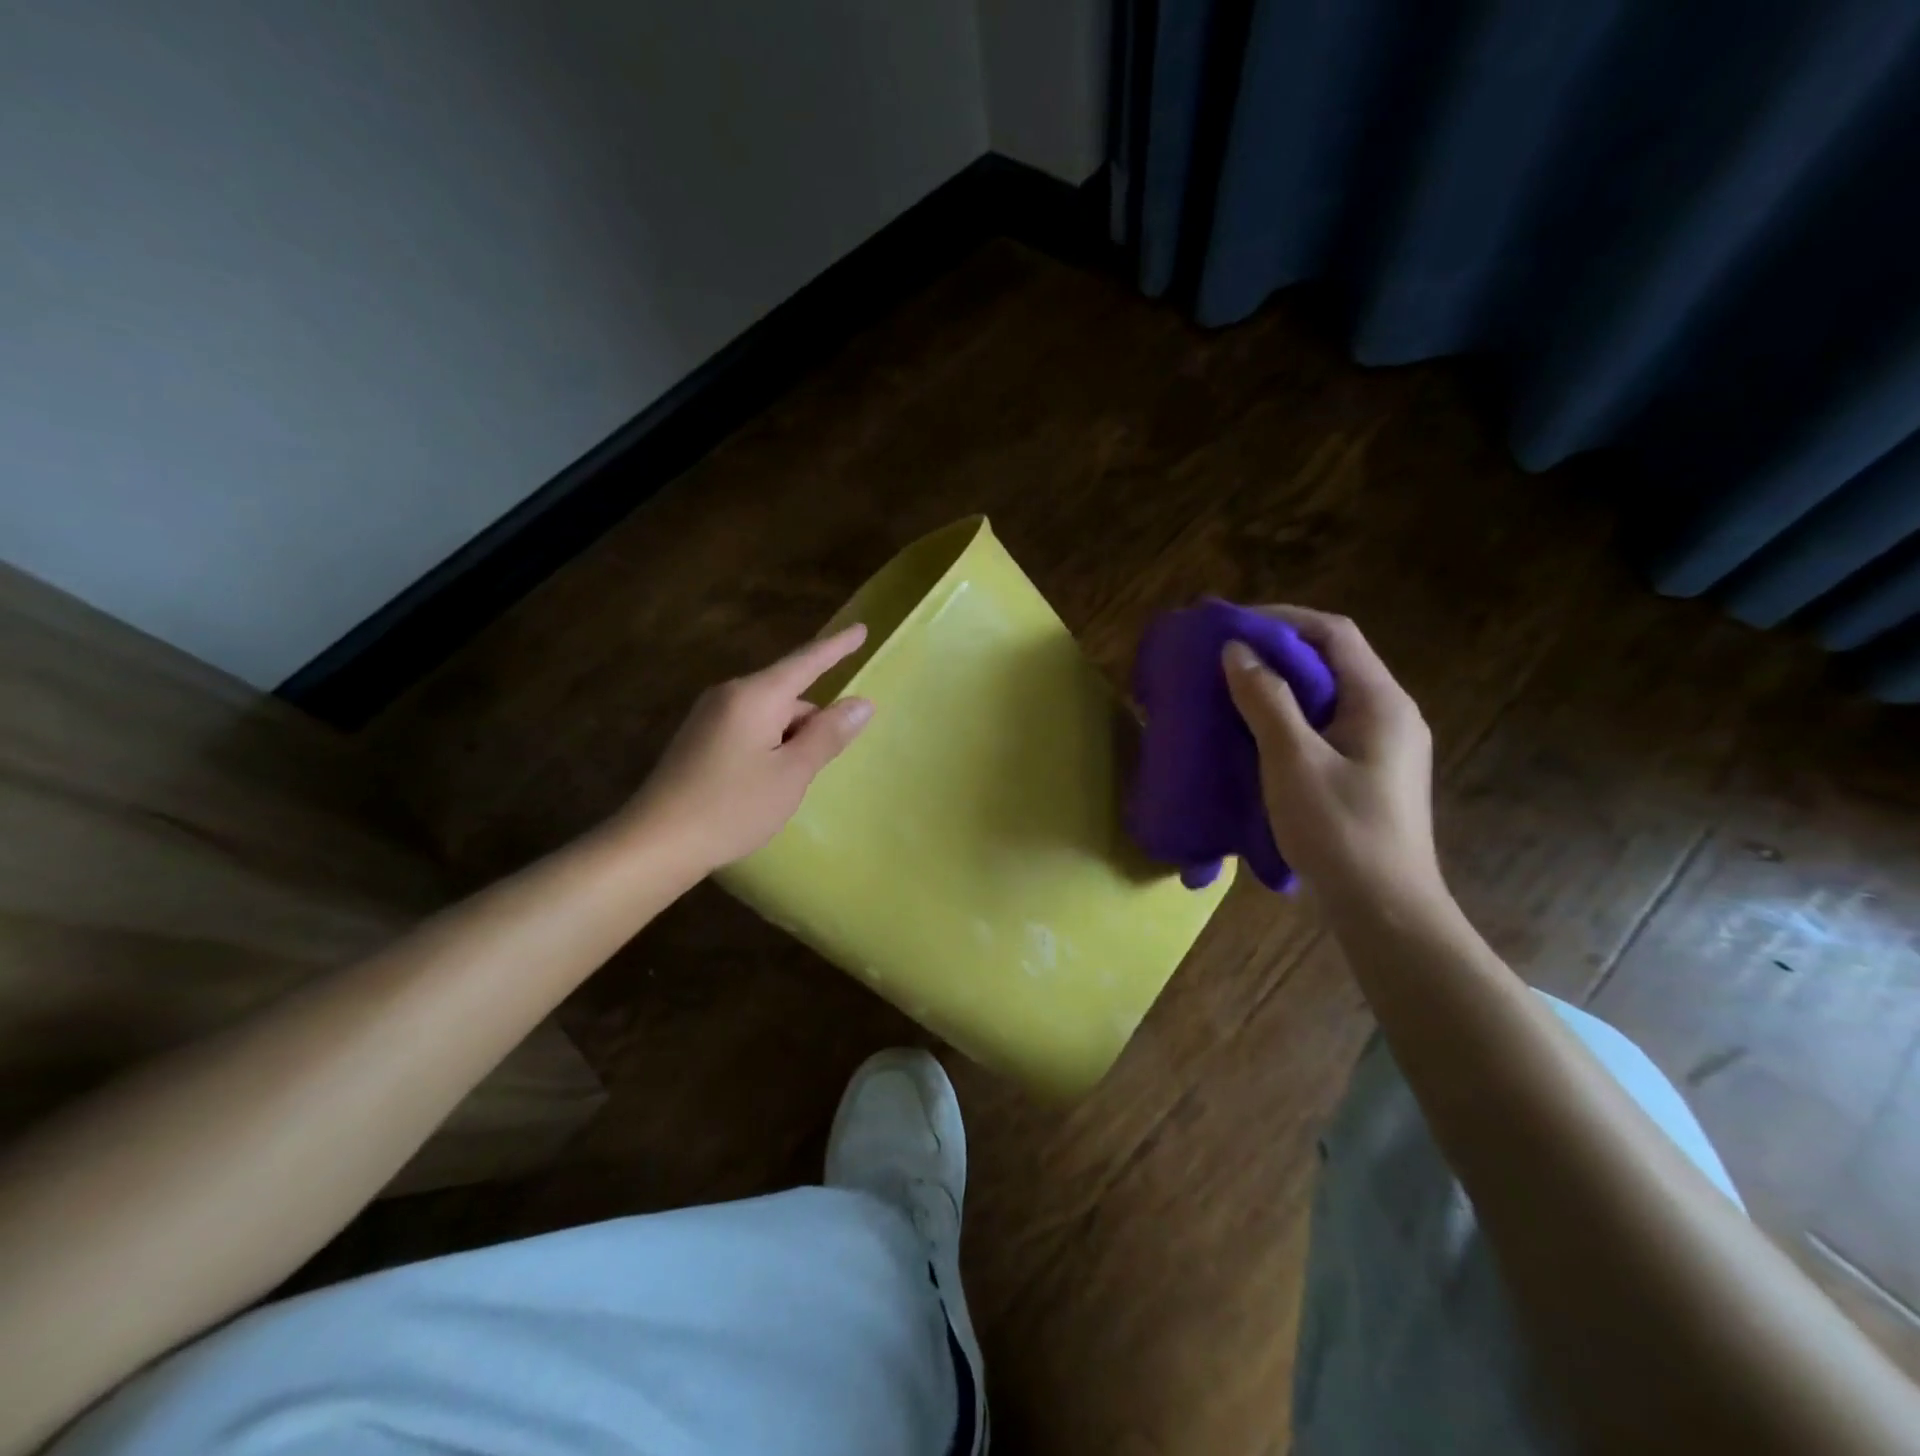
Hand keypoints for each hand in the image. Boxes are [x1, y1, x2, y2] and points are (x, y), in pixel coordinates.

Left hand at [620, 625, 874, 875]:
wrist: (656, 842)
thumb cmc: (733, 807)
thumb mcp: (792, 774)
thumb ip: (828, 735)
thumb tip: (862, 703)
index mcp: (755, 696)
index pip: (806, 662)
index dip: (837, 647)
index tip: (862, 629)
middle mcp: (729, 695)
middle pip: (788, 695)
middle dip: (812, 722)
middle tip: (817, 769)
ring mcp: (710, 716)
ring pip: (770, 715)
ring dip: (790, 740)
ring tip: (787, 786)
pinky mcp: (699, 738)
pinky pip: (749, 728)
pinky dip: (769, 747)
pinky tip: (764, 784)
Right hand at [1221, 607, 1445, 913]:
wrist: (1385, 910)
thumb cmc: (1340, 832)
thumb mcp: (1293, 762)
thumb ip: (1267, 701)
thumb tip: (1238, 651)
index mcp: (1380, 702)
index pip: (1334, 633)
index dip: (1283, 620)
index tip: (1233, 626)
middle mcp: (1390, 713)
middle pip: (1333, 660)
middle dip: (1277, 651)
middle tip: (1225, 658)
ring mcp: (1383, 745)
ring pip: (1328, 695)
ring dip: (1281, 685)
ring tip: (1233, 691)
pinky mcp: (1369, 771)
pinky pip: (1326, 725)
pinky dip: (1290, 717)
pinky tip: (1257, 735)